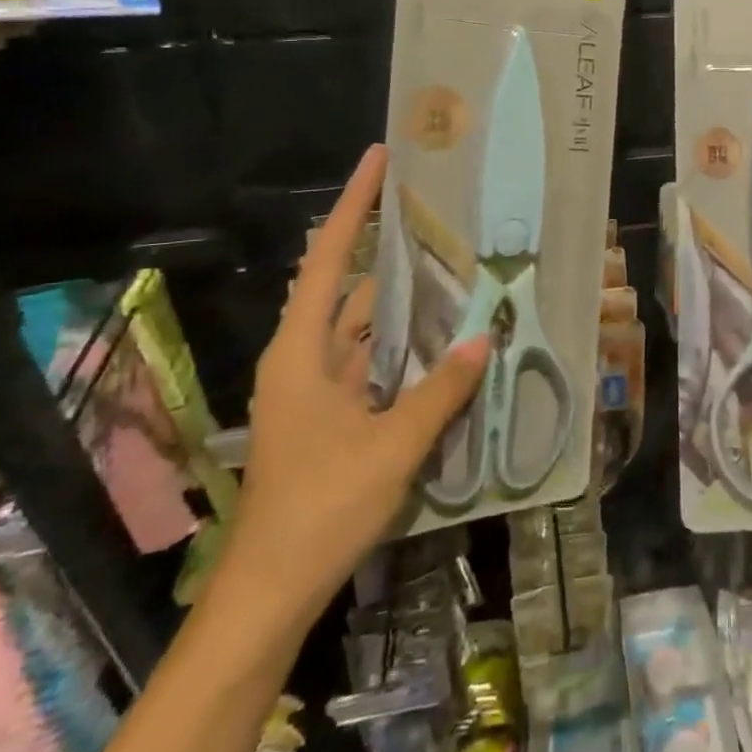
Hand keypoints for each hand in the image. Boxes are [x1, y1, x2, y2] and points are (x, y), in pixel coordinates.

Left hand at [221, 144, 487, 622]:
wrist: (269, 592)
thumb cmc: (320, 508)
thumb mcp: (391, 447)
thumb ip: (439, 392)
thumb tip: (482, 342)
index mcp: (301, 352)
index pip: (327, 258)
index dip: (353, 205)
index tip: (380, 159)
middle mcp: (303, 358)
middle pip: (345, 285)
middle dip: (386, 250)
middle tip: (437, 216)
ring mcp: (315, 389)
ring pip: (361, 327)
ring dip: (400, 303)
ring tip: (451, 270)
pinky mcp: (329, 416)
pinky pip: (369, 362)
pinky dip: (401, 346)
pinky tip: (440, 342)